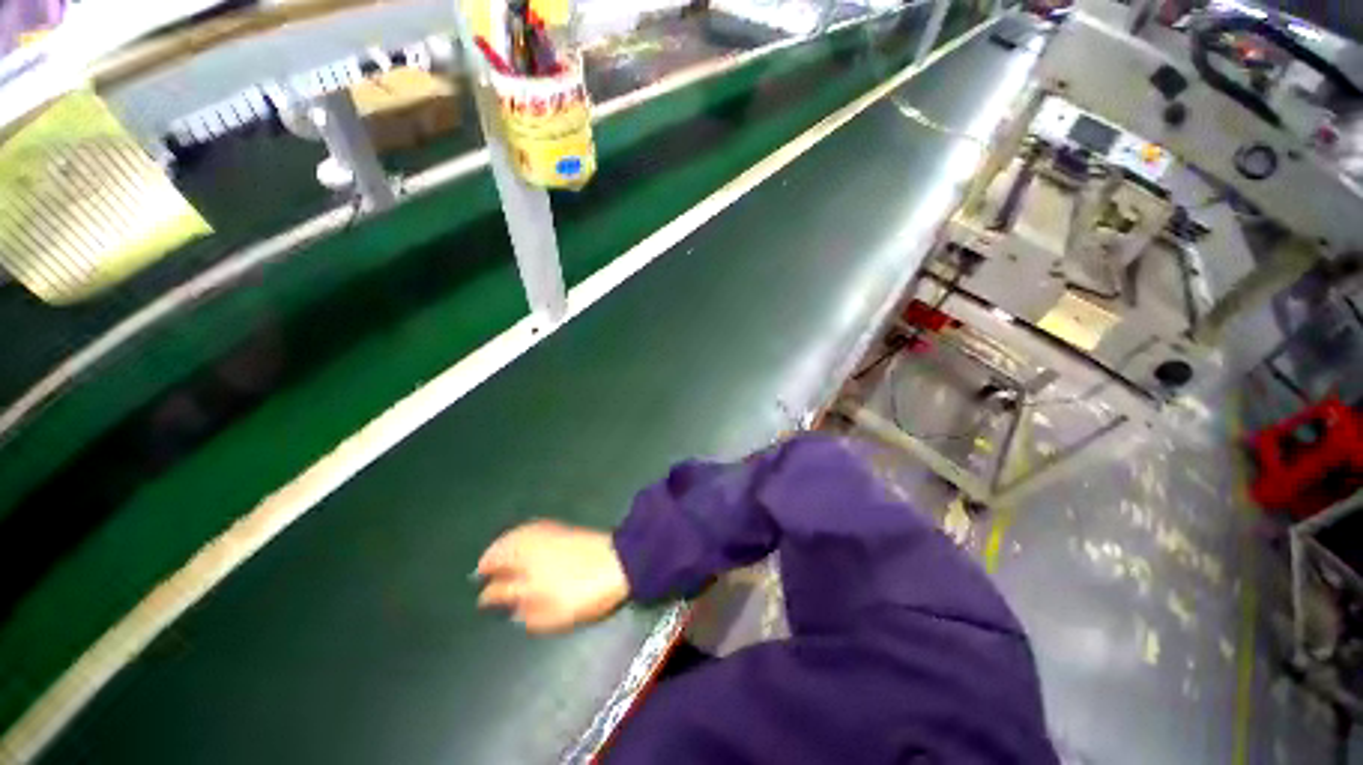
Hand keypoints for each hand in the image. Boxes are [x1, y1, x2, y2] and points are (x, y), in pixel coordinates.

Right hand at [476, 519, 630, 633]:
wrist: (620, 562)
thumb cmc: (581, 591)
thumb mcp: (547, 612)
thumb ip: (520, 608)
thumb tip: (504, 603)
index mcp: (522, 563)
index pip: (494, 576)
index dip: (487, 592)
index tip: (483, 600)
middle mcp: (531, 542)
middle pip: (502, 549)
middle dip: (491, 562)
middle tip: (484, 575)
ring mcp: (548, 532)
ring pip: (516, 537)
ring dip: (504, 547)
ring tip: (499, 560)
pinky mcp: (562, 528)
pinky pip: (531, 531)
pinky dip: (521, 538)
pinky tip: (525, 547)